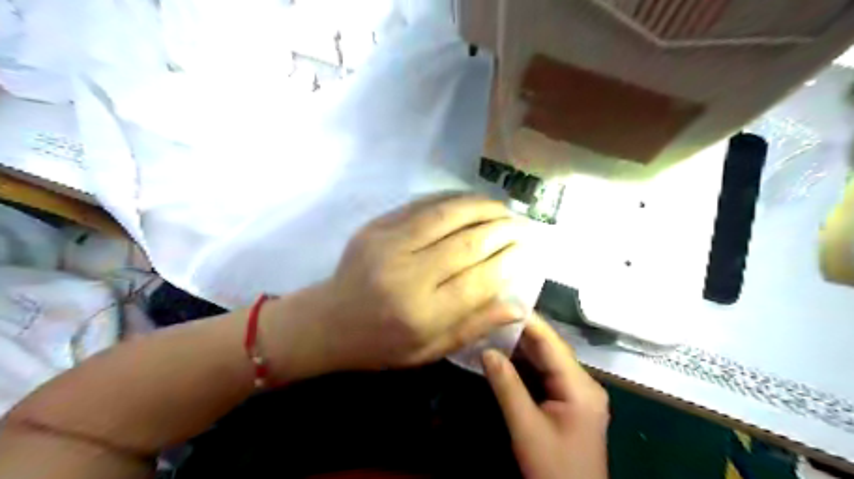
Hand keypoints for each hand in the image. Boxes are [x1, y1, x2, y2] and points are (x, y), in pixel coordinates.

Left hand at [312, 193, 531, 371]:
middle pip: (467, 242)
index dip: (508, 260)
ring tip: (503, 208)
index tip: (527, 249)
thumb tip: (518, 305)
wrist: (328, 322)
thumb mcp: (429, 351)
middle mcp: (407, 275)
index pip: (479, 280)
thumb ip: (473, 327)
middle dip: (502, 230)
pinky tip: (470, 202)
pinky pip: (422, 205)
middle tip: (523, 224)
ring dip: (481, 207)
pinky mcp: (376, 226)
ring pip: (447, 215)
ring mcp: (388, 245)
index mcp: (422, 314)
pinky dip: (452, 200)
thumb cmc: (381, 345)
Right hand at [483, 314, 609, 478]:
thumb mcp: (526, 428)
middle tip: (493, 311)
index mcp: (581, 387)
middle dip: (522, 332)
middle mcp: (583, 383)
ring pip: (547, 361)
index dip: (529, 321)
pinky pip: (545, 375)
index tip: (505, 300)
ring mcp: (578, 393)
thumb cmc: (553, 469)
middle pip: (550, 349)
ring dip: (522, 347)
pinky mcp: (569, 402)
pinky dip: (525, 365)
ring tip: (495, 326)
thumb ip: (507, 386)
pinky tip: (506, 354)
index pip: (551, 344)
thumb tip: (486, 350)